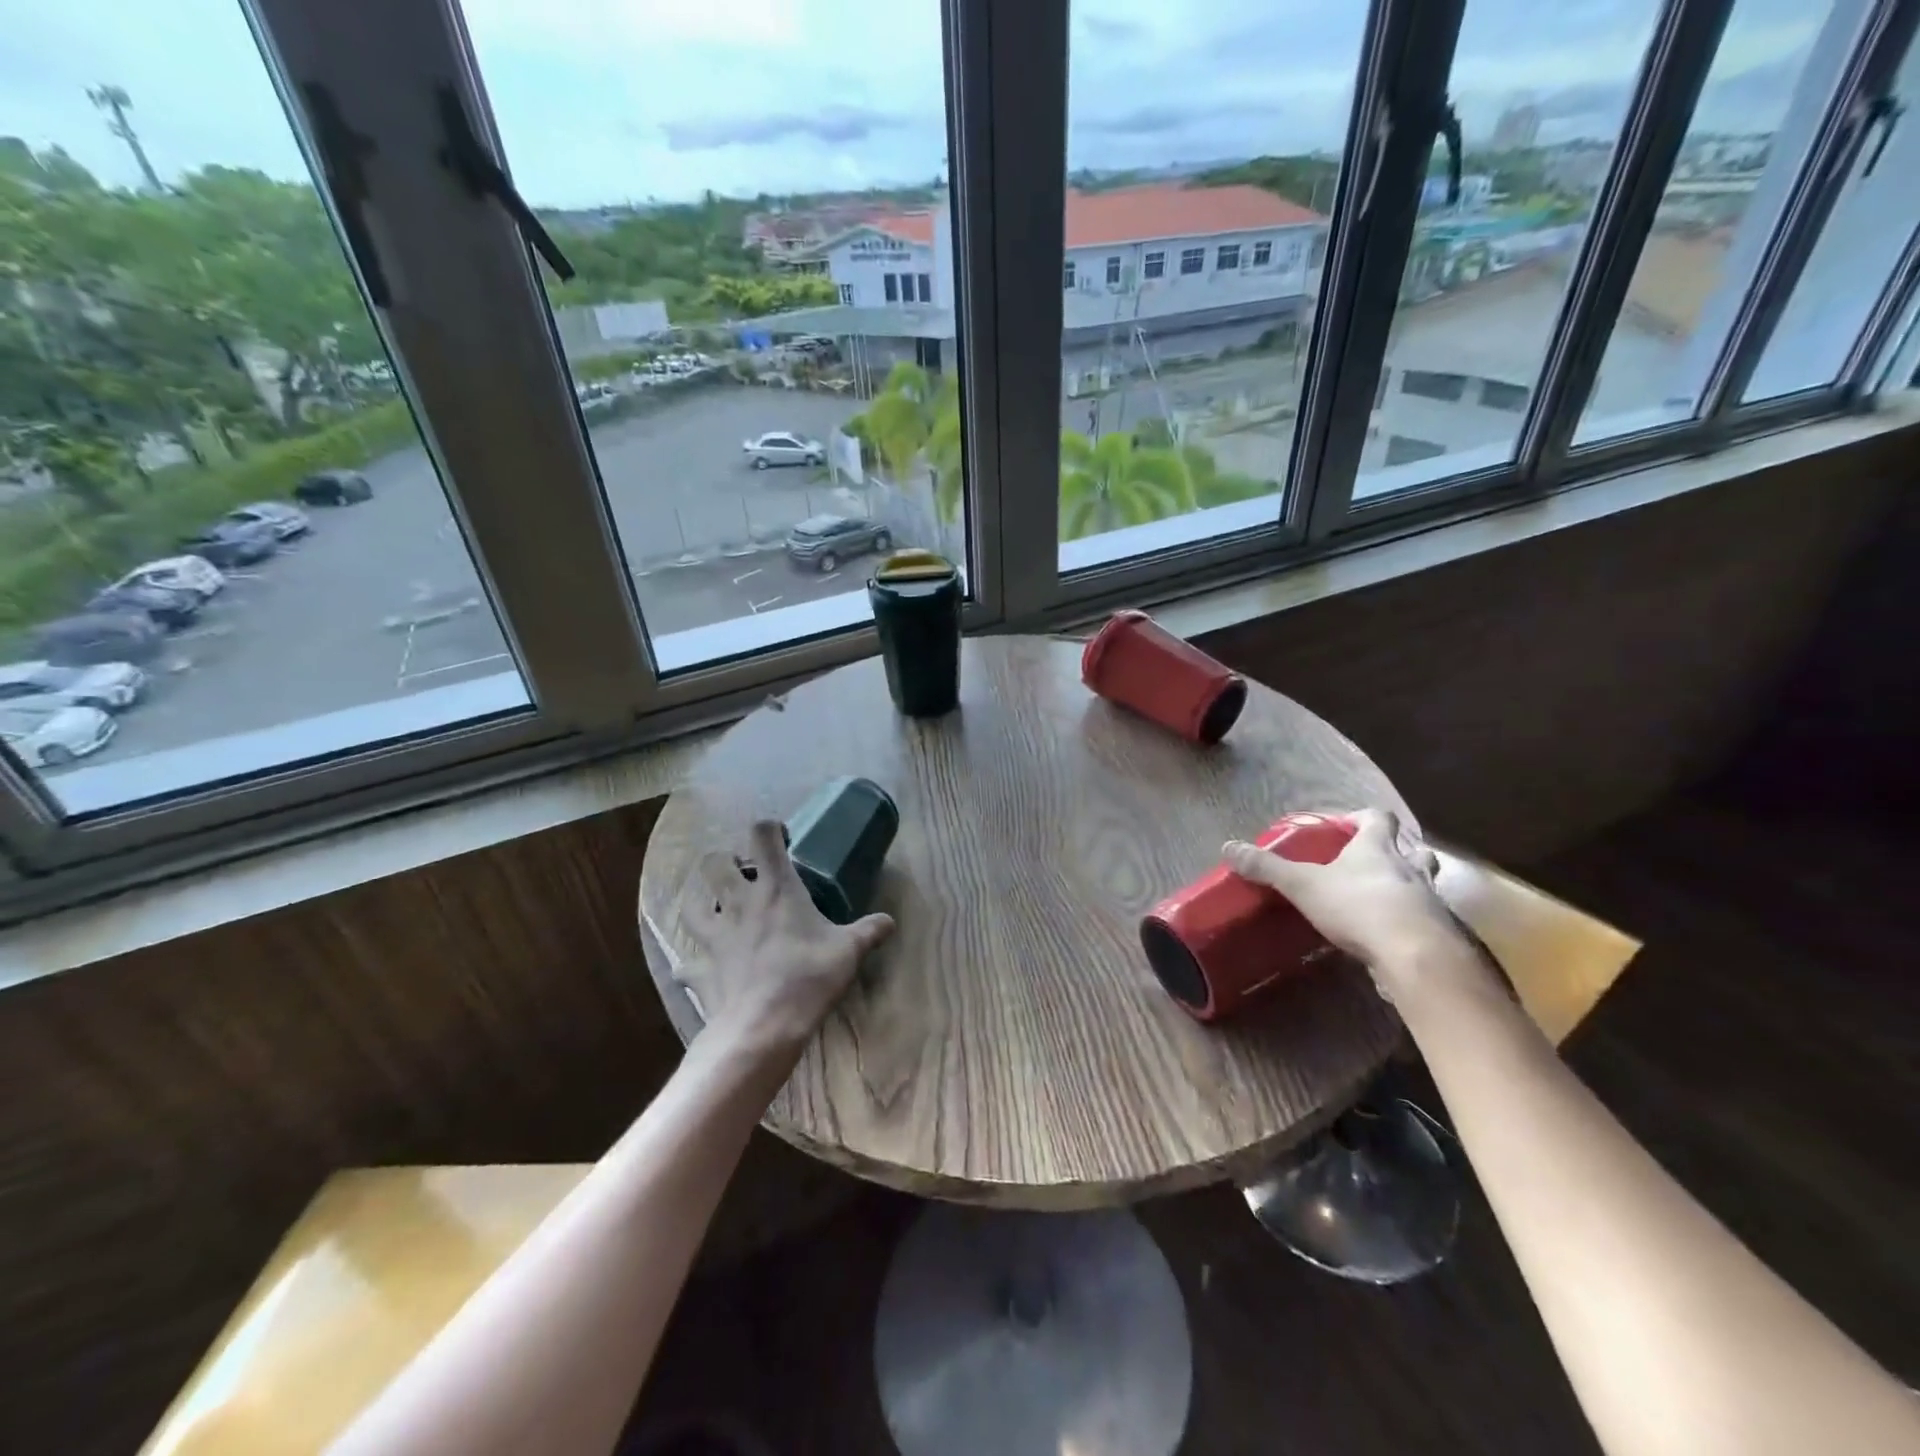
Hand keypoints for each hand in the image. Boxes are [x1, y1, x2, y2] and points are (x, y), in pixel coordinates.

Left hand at [677, 819, 894, 1057]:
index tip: (783, 840)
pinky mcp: (699, 969)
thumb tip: (890, 921)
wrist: (762, 1027)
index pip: (763, 836)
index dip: (770, 829)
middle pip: (714, 863)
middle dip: (725, 861)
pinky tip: (700, 966)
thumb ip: (870, 931)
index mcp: (776, 889)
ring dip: (700, 902)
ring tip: (715, 909)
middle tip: (743, 875)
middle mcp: (739, 903)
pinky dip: (692, 962)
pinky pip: (686, 962)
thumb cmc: (808, 978)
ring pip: (691, 905)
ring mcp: (714, 936)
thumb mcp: (849, 951)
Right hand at [1222, 808, 1479, 1002]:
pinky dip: (1409, 921)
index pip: (1378, 818)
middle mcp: (1408, 868)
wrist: (1415, 955)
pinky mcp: (1436, 933)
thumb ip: (1268, 867)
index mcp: (1377, 848)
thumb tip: (1228, 847)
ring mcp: (1428, 901)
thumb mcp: (1303, 884)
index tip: (1345, 826)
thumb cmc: (1358, 906)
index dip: (1363, 817)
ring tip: (1381, 898)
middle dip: (1395, 852)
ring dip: (1407, 886)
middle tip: (1370, 862)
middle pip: (1412, 849)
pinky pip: (1424, 919)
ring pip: (1423, 884)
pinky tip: (1389, 935)